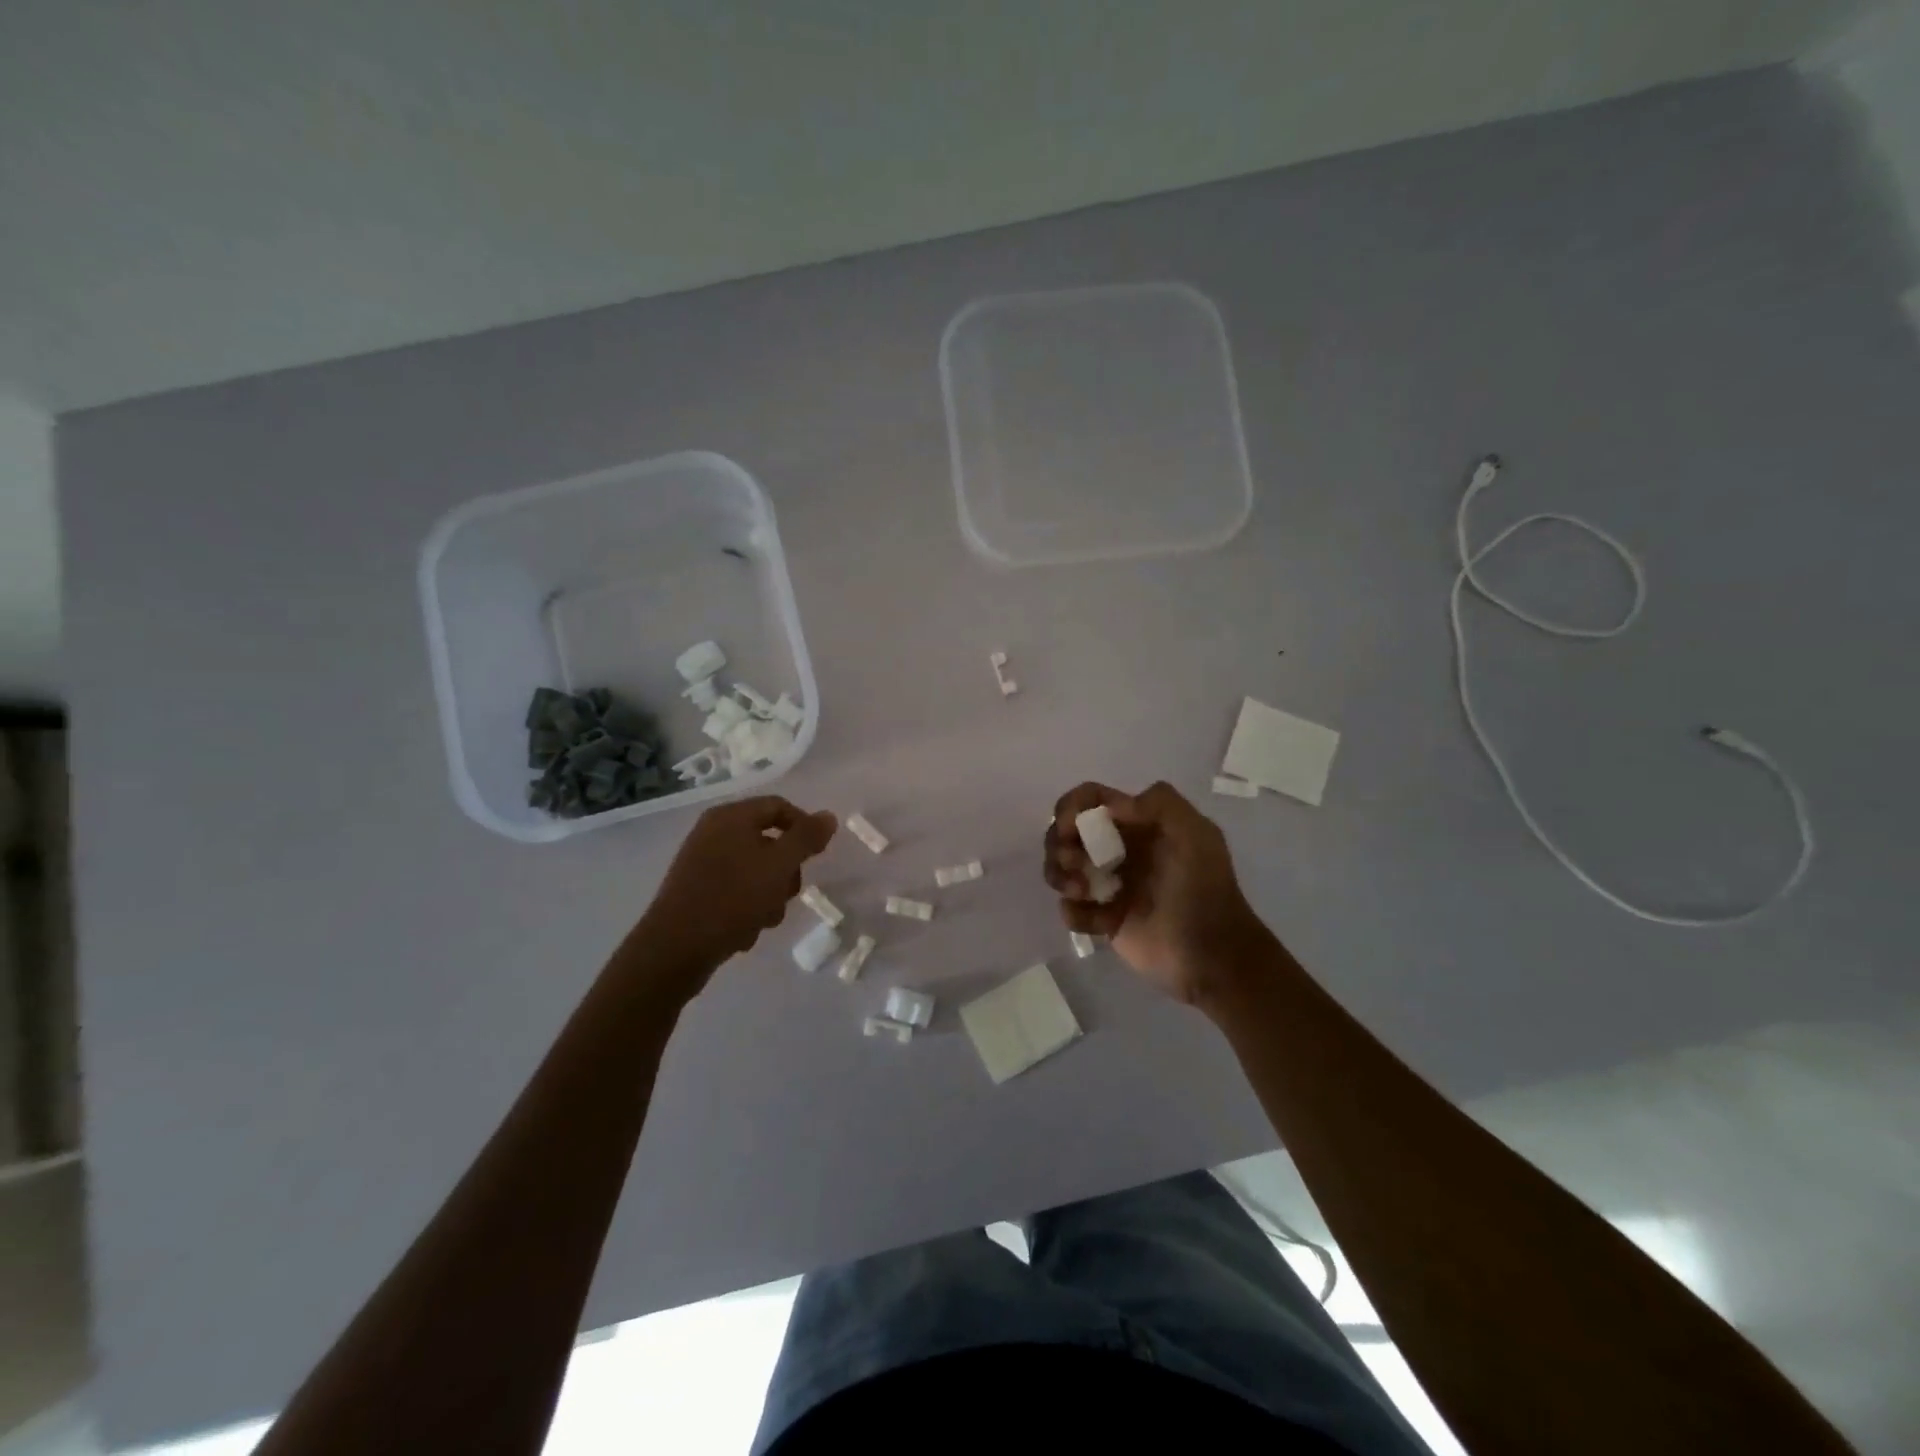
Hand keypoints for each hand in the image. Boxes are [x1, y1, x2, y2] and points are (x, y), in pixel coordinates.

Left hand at [628, 796, 836, 986]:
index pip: (779, 806)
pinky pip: (735, 890)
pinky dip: (746, 907)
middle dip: (786, 871)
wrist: (675, 948)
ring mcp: (702, 862)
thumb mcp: (780, 865)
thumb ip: (807, 838)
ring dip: (769, 895)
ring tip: (764, 919)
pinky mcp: (695, 891)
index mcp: (730, 817)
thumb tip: (828, 816)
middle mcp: (713, 832)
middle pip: (769, 841)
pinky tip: (744, 930)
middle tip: (788, 893)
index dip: (804, 827)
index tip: (817, 857)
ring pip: (755, 870)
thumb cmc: (733, 898)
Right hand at [1044, 781, 1269, 1006]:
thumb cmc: (1203, 890)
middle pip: (1065, 832)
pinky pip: (1069, 909)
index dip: (1070, 807)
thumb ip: (1159, 803)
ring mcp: (1107, 885)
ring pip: (1060, 868)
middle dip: (1059, 844)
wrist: (1212, 955)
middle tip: (1077, 864)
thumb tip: (1111, 806)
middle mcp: (1117, 849)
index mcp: (1137, 824)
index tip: (1069, 829)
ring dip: (1060, 875)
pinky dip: (1074, 912)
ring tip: (1082, 892)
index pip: (1090, 800)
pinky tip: (1099, 923)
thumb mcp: (1196, 834)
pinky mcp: (1102, 920)